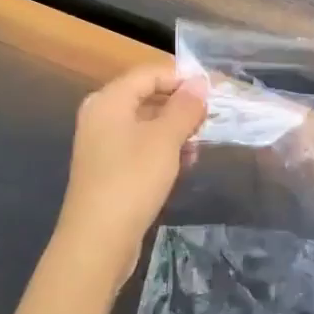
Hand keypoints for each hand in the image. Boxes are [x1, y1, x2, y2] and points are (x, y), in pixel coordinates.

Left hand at [53, 62, 208, 290]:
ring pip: (146, 123)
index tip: (214, 90)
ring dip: (175, 129)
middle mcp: (101, 116)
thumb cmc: (132, 180)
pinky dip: (163, 149)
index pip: (149, 73)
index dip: (182, 77)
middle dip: (180, 104)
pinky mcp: (109, 169)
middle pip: (147, 96)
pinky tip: (184, 163)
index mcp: (108, 101)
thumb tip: (199, 82)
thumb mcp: (165, 139)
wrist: (98, 240)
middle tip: (211, 116)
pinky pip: (140, 146)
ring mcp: (102, 144)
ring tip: (201, 141)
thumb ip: (184, 107)